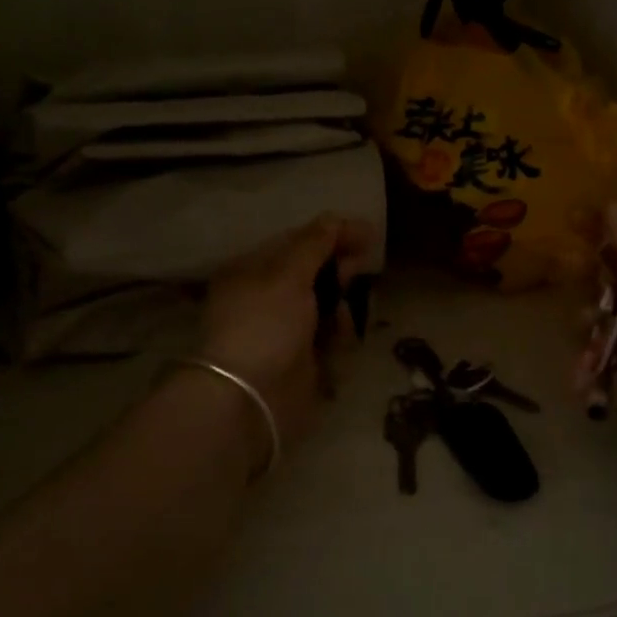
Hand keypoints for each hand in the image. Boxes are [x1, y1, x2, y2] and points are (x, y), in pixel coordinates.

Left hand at [198, 214, 377, 452]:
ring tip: (340, 315)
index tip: (367, 233)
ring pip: (325, 305)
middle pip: (312, 273)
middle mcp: (266, 297)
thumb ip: (314, 244)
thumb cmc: (264, 325)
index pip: (295, 242)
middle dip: (338, 269)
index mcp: (252, 271)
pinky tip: (337, 342)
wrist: (250, 398)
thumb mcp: (287, 275)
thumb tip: (334, 218)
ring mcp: (283, 331)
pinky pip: (328, 338)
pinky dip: (337, 336)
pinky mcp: (301, 361)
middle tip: (360, 266)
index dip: (330, 234)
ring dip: (340, 305)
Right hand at [581, 204, 616, 472]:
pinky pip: (584, 354)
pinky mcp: (612, 370)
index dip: (613, 224)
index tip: (582, 210)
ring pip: (590, 311)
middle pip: (608, 273)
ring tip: (592, 325)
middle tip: (570, 260)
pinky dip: (584, 361)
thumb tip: (614, 204)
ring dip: (585, 316)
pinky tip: (591, 367)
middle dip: (586, 266)